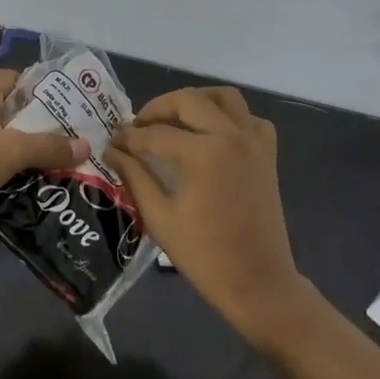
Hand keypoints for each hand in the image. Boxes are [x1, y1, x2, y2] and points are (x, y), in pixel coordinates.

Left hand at [0, 70, 87, 235]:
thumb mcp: (10, 150)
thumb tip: (86, 146)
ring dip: (31, 152)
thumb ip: (49, 146)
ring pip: (6, 139)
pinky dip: (14, 171)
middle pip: (16, 111)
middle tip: (79, 139)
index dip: (47, 90)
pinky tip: (40, 184)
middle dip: (45, 126)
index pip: (19, 79)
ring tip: (67, 163)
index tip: (76, 107)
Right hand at [104, 87, 303, 331]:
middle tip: (139, 127)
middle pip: (189, 100)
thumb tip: (113, 151)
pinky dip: (230, 117)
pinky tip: (213, 135)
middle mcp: (231, 135)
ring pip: (224, 97)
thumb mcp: (160, 216)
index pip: (156, 134)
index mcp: (203, 152)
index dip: (129, 137)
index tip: (112, 142)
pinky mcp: (268, 153)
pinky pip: (249, 117)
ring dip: (196, 101)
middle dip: (158, 108)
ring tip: (175, 120)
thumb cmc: (204, 255)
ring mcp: (254, 141)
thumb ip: (135, 176)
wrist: (256, 281)